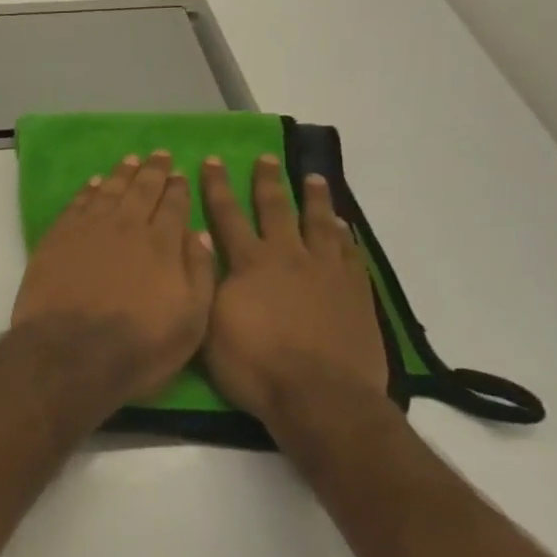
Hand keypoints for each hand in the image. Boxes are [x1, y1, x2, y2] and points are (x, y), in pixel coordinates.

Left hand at [12, 151, 216, 403]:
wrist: (69, 353)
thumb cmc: (138, 346)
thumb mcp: (190, 322)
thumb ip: (199, 274)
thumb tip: (200, 235)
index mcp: (161, 244)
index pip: (174, 205)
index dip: (178, 187)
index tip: (180, 173)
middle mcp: (126, 226)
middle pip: (142, 189)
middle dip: (153, 170)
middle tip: (159, 153)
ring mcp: (88, 228)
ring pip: (109, 190)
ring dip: (122, 173)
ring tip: (131, 160)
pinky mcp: (58, 237)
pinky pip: (78, 203)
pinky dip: (89, 190)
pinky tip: (95, 183)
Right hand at [199, 155, 388, 414]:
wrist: (321, 398)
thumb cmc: (255, 366)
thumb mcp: (210, 324)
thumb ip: (207, 282)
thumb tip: (201, 247)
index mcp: (250, 263)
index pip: (228, 215)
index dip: (217, 187)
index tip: (213, 160)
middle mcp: (288, 256)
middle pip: (276, 209)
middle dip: (267, 181)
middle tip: (266, 158)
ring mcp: (327, 272)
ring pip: (320, 224)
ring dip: (314, 198)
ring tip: (314, 178)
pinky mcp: (356, 292)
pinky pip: (350, 253)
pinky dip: (344, 235)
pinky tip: (343, 226)